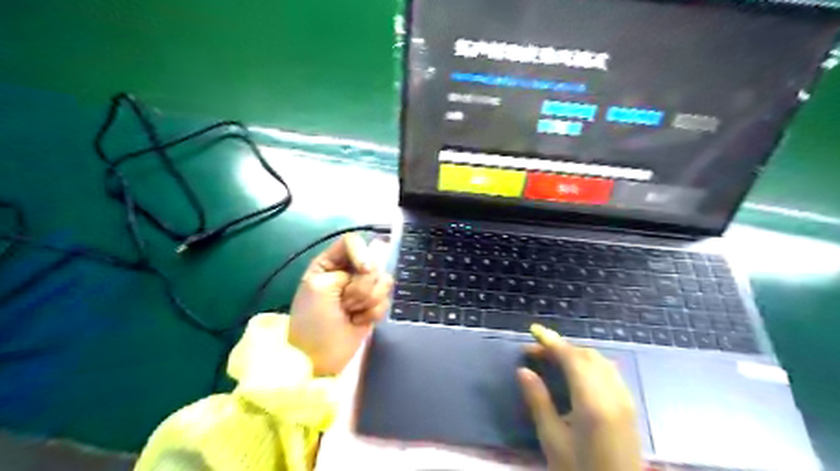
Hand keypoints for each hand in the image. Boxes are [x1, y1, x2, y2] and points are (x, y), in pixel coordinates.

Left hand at [289, 233, 394, 375]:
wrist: (319, 357)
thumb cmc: (312, 320)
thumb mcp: (318, 286)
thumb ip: (344, 269)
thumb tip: (372, 268)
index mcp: (329, 263)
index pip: (352, 242)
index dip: (362, 253)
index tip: (363, 270)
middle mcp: (347, 272)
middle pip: (372, 263)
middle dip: (361, 286)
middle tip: (344, 303)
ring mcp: (362, 290)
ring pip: (383, 281)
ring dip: (367, 300)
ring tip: (349, 313)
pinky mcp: (373, 306)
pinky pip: (386, 300)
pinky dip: (372, 312)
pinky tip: (357, 321)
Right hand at [519, 325, 644, 469]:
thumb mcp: (552, 439)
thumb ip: (538, 401)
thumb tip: (524, 371)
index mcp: (592, 401)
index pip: (571, 358)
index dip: (552, 341)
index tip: (534, 331)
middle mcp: (612, 394)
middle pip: (587, 355)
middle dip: (561, 347)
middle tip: (536, 351)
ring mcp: (624, 400)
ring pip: (600, 361)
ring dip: (576, 353)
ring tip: (553, 359)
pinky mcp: (629, 408)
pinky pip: (609, 372)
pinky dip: (590, 363)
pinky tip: (577, 373)